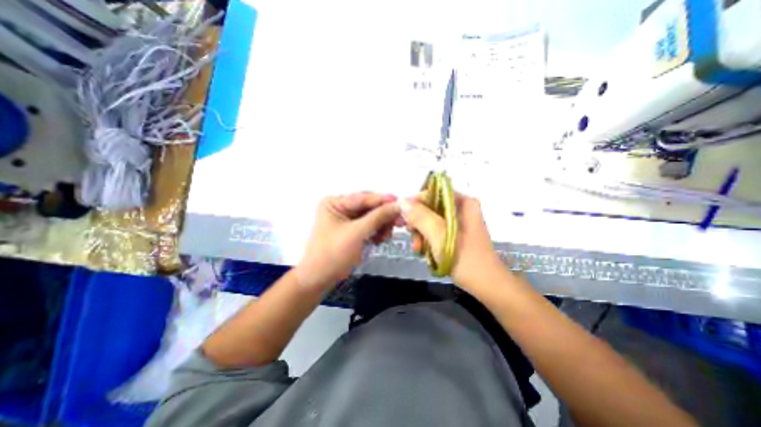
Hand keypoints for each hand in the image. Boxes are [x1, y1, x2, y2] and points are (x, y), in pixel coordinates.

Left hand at [298, 193, 403, 292]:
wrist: (319, 279)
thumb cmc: (333, 254)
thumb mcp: (356, 233)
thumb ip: (378, 218)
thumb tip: (398, 206)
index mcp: (334, 203)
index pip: (363, 198)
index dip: (383, 200)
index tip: (401, 203)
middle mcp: (340, 207)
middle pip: (369, 207)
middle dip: (384, 216)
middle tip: (400, 222)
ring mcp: (347, 219)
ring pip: (372, 217)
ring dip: (381, 226)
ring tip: (384, 237)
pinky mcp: (352, 230)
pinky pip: (370, 226)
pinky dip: (377, 232)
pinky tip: (378, 240)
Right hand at [398, 192, 503, 291]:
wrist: (486, 285)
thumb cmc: (466, 259)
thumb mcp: (440, 236)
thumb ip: (421, 218)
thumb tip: (402, 201)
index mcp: (463, 203)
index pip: (434, 192)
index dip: (417, 202)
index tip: (405, 217)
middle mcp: (460, 209)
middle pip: (430, 207)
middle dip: (418, 222)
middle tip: (412, 236)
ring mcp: (457, 222)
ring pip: (430, 220)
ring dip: (421, 233)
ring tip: (418, 248)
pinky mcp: (453, 234)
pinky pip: (434, 230)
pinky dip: (426, 240)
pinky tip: (423, 251)